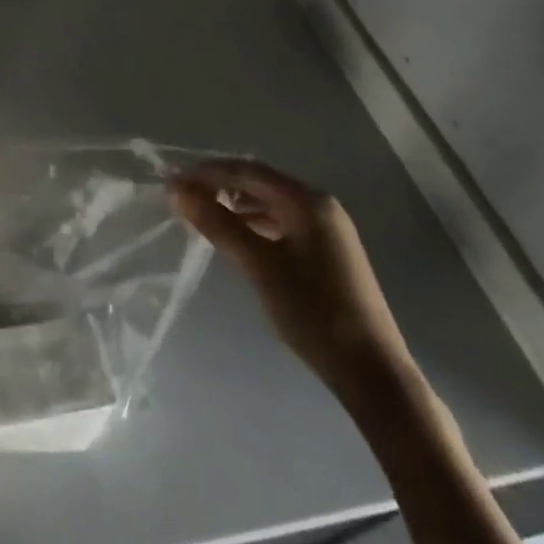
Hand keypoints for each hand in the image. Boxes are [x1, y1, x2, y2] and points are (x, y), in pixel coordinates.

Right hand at [169, 160, 414, 398]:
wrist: (371, 372)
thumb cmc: (312, 310)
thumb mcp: (257, 264)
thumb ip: (216, 222)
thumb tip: (175, 189)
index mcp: (307, 201)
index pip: (247, 171)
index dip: (207, 173)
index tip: (172, 182)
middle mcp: (320, 206)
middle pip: (259, 183)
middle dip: (219, 187)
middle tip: (182, 198)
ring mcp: (327, 230)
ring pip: (270, 204)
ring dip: (235, 205)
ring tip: (202, 216)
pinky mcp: (327, 253)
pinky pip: (282, 223)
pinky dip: (254, 224)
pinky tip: (236, 238)